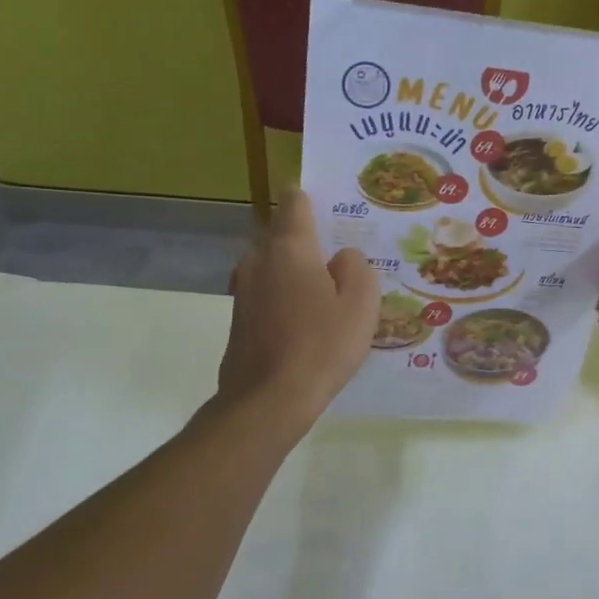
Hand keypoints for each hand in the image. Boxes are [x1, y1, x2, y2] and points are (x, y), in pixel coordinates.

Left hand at [216, 189, 378, 433]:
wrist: (268, 399)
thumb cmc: (322, 346)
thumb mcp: (360, 304)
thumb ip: (356, 267)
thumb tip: (342, 257)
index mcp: (290, 246)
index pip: (295, 201)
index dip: (313, 199)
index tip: (334, 210)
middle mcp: (259, 258)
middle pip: (284, 235)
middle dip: (309, 242)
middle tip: (341, 262)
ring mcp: (243, 288)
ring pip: (274, 266)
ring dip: (297, 273)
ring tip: (327, 295)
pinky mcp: (238, 317)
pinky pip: (267, 292)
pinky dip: (285, 297)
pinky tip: (307, 322)